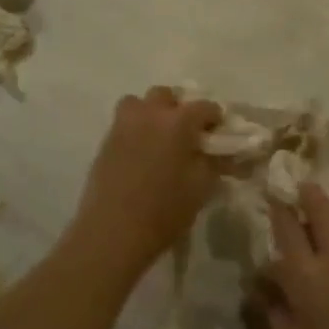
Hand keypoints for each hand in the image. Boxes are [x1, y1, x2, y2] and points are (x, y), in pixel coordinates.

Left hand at [67, 87, 223, 278]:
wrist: (112, 232)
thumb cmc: (164, 211)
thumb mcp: (201, 188)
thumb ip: (215, 163)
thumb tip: (223, 152)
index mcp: (178, 121)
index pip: (205, 106)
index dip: (215, 119)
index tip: (218, 135)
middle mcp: (149, 114)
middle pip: (166, 96)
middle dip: (179, 109)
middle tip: (187, 134)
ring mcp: (123, 126)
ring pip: (138, 104)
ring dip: (151, 113)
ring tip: (160, 138)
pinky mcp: (105, 142)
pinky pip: (124, 123)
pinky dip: (136, 130)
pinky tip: (142, 156)